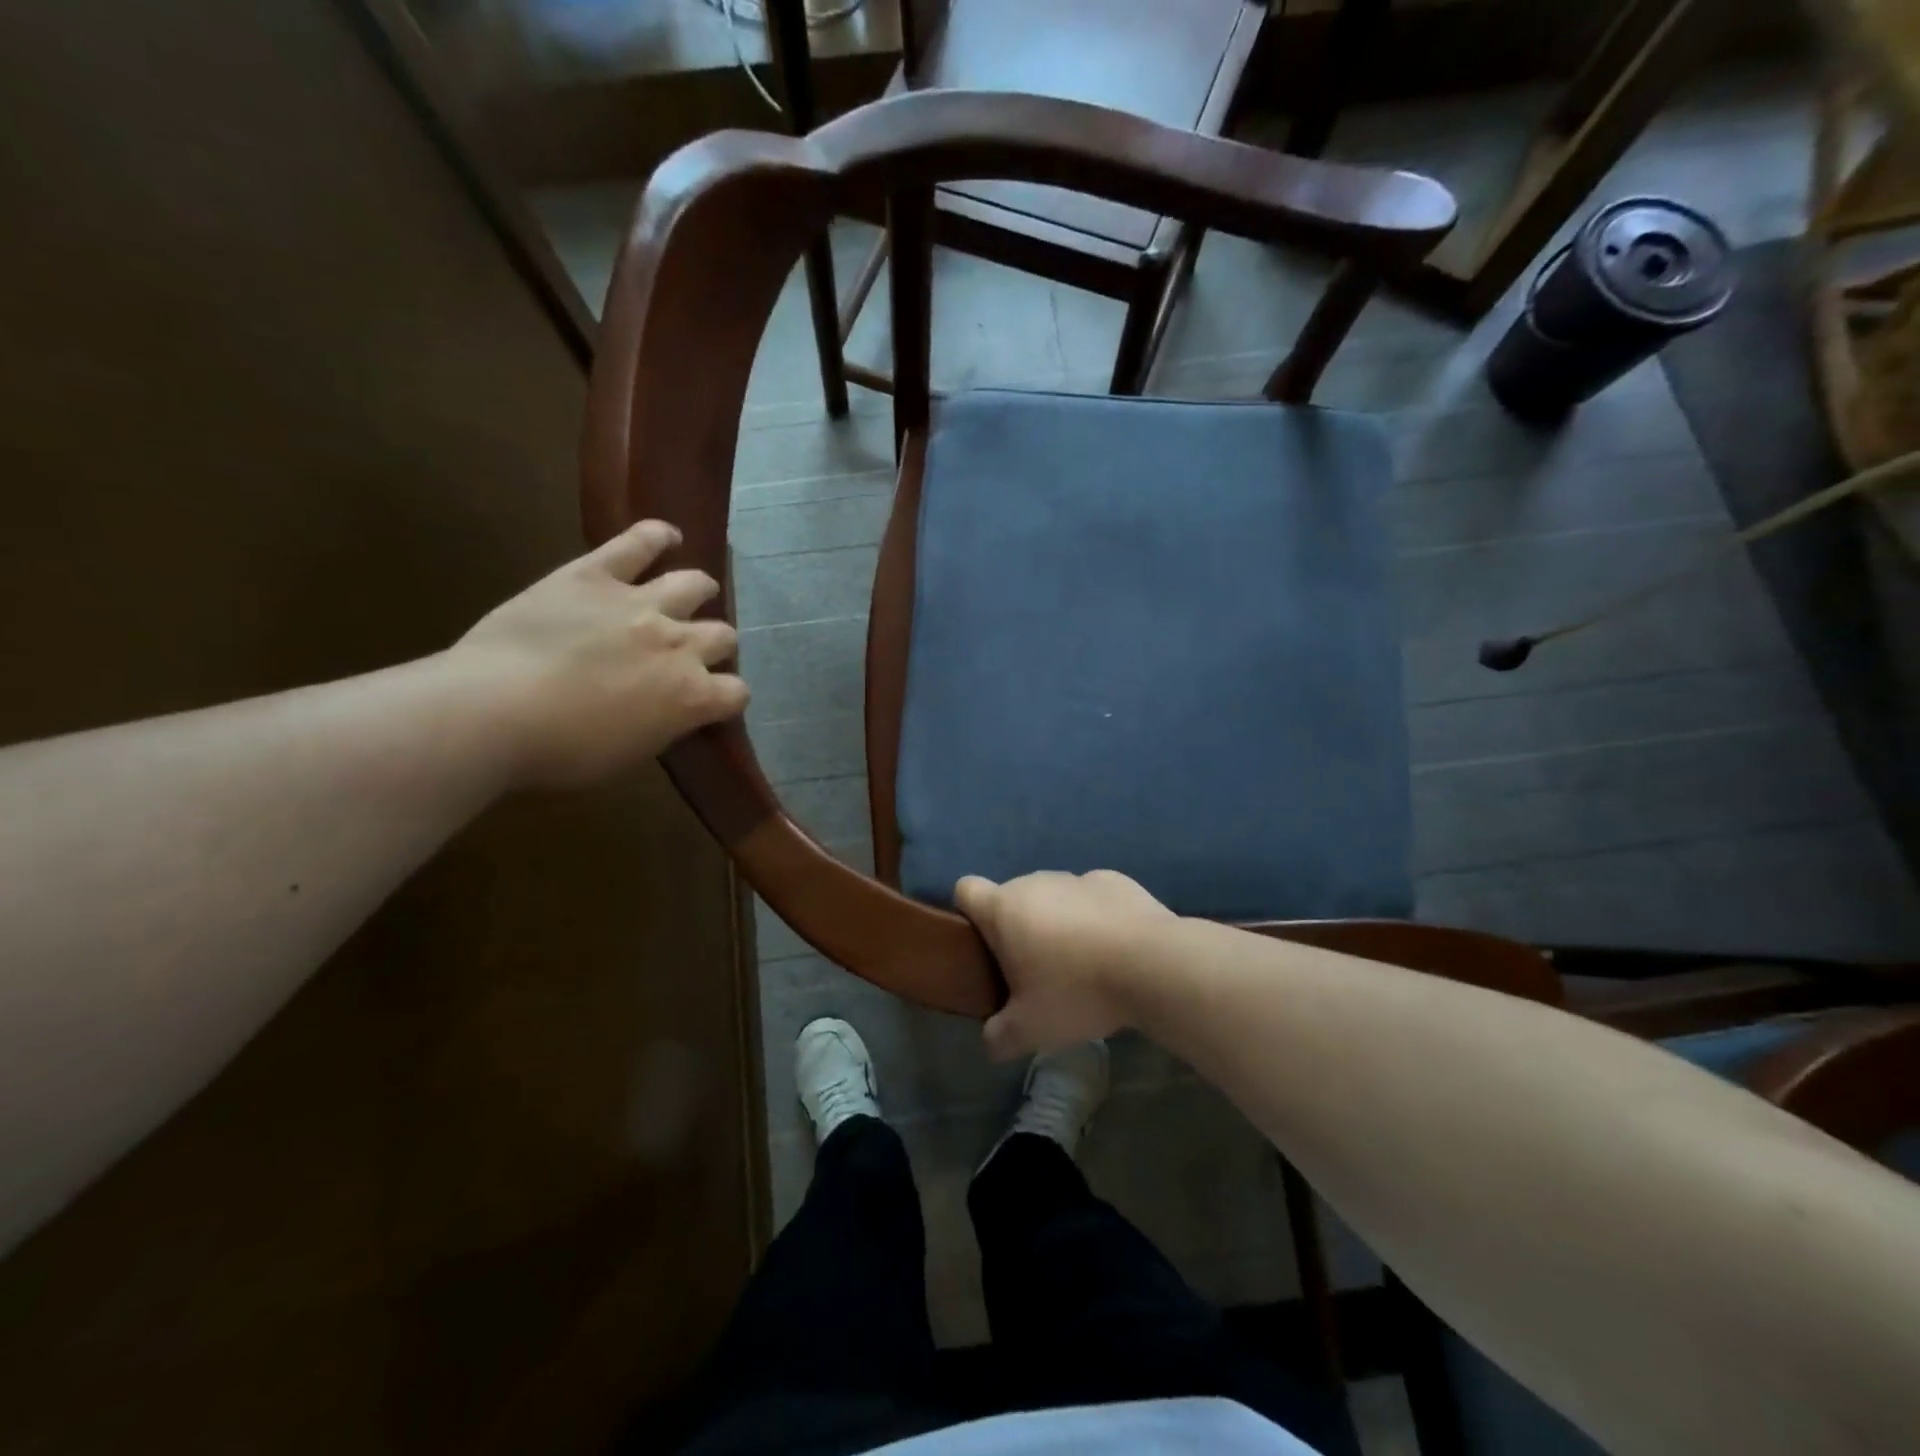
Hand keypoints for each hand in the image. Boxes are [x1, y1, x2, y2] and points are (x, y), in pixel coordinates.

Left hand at [449, 519, 748, 788]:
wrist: (493, 711)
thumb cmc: (560, 752)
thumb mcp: (628, 757)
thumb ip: (662, 727)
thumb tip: (668, 713)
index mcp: (691, 697)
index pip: (736, 693)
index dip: (726, 698)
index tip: (710, 703)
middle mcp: (680, 644)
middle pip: (723, 636)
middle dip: (714, 645)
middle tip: (690, 652)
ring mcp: (641, 604)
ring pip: (694, 585)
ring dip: (698, 591)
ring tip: (692, 593)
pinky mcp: (595, 575)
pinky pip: (637, 543)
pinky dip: (656, 536)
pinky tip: (666, 536)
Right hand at [954, 869, 1175, 1059]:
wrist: (1153, 965)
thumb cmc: (1078, 991)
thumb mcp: (1030, 1030)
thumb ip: (999, 1036)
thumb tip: (990, 1041)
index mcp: (1004, 908)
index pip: (966, 890)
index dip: (967, 913)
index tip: (983, 945)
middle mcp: (1035, 882)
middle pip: (1012, 898)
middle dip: (1018, 929)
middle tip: (1035, 973)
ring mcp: (1076, 877)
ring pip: (1053, 897)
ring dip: (1057, 922)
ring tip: (1081, 964)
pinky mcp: (1114, 880)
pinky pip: (1091, 897)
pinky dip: (1095, 916)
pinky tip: (1115, 948)